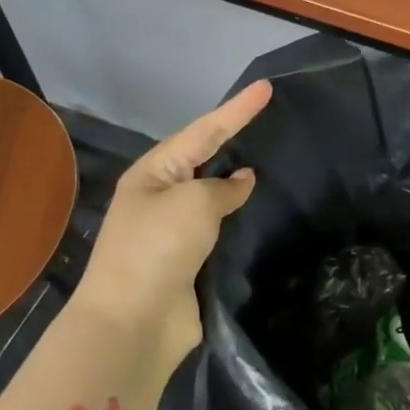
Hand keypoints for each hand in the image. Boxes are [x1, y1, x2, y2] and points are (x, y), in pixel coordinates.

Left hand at [72, 81, 271, 369]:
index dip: (237, 109)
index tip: (267, 87)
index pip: (204, 131)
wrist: (135, 322)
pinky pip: (222, 228)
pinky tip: (264, 211)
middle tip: (271, 120)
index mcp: (154, 173)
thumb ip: (224, 187)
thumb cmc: (158, 248)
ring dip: (240, 181)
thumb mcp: (194, 203)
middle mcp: (162, 197)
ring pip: (215, 195)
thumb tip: (243, 181)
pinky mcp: (192, 261)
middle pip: (206, 159)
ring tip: (274, 161)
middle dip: (235, 139)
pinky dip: (241, 218)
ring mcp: (176, 231)